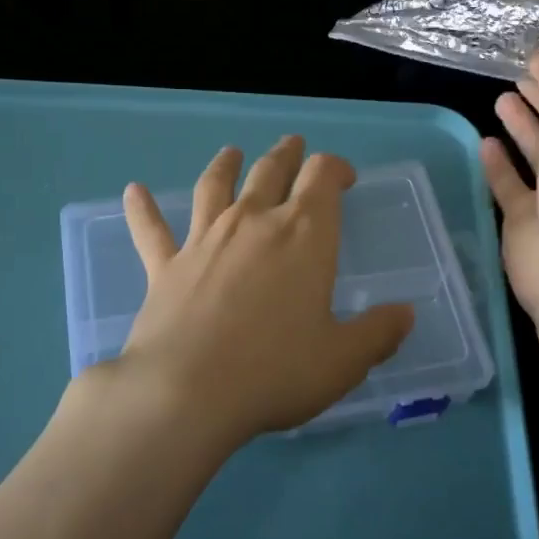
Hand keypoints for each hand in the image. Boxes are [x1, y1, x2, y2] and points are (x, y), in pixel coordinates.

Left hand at [111, 136, 415, 449]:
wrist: (187, 391)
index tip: (343, 177)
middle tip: (293, 147)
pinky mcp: (165, 266)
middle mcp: (254, 222)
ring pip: (215, 187)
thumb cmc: (276, 371)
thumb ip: (378, 333)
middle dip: (287, 156)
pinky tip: (133, 191)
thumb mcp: (342, 360)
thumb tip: (405, 314)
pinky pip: (152, 230)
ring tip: (231, 153)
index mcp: (304, 235)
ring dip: (225, 166)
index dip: (335, 168)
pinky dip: (143, 209)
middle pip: (271, 171)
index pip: (323, 178)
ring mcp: (204, 239)